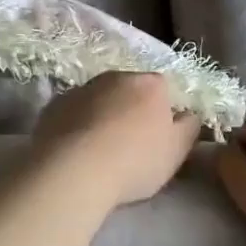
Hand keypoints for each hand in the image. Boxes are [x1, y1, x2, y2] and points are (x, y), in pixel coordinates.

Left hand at [33, 72, 200, 207]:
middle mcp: (116, 76)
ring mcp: (83, 87)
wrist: (75, 169)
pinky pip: (75, 112)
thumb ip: (189, 127)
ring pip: (100, 100)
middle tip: (129, 146)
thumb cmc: (135, 160)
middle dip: (131, 111)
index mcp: (150, 84)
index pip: (163, 90)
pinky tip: (76, 151)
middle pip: (130, 91)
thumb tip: (189, 114)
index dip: (162, 114)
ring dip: (103, 116)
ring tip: (100, 152)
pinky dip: (78, 125)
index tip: (157, 139)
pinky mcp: (56, 104)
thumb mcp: (177, 151)